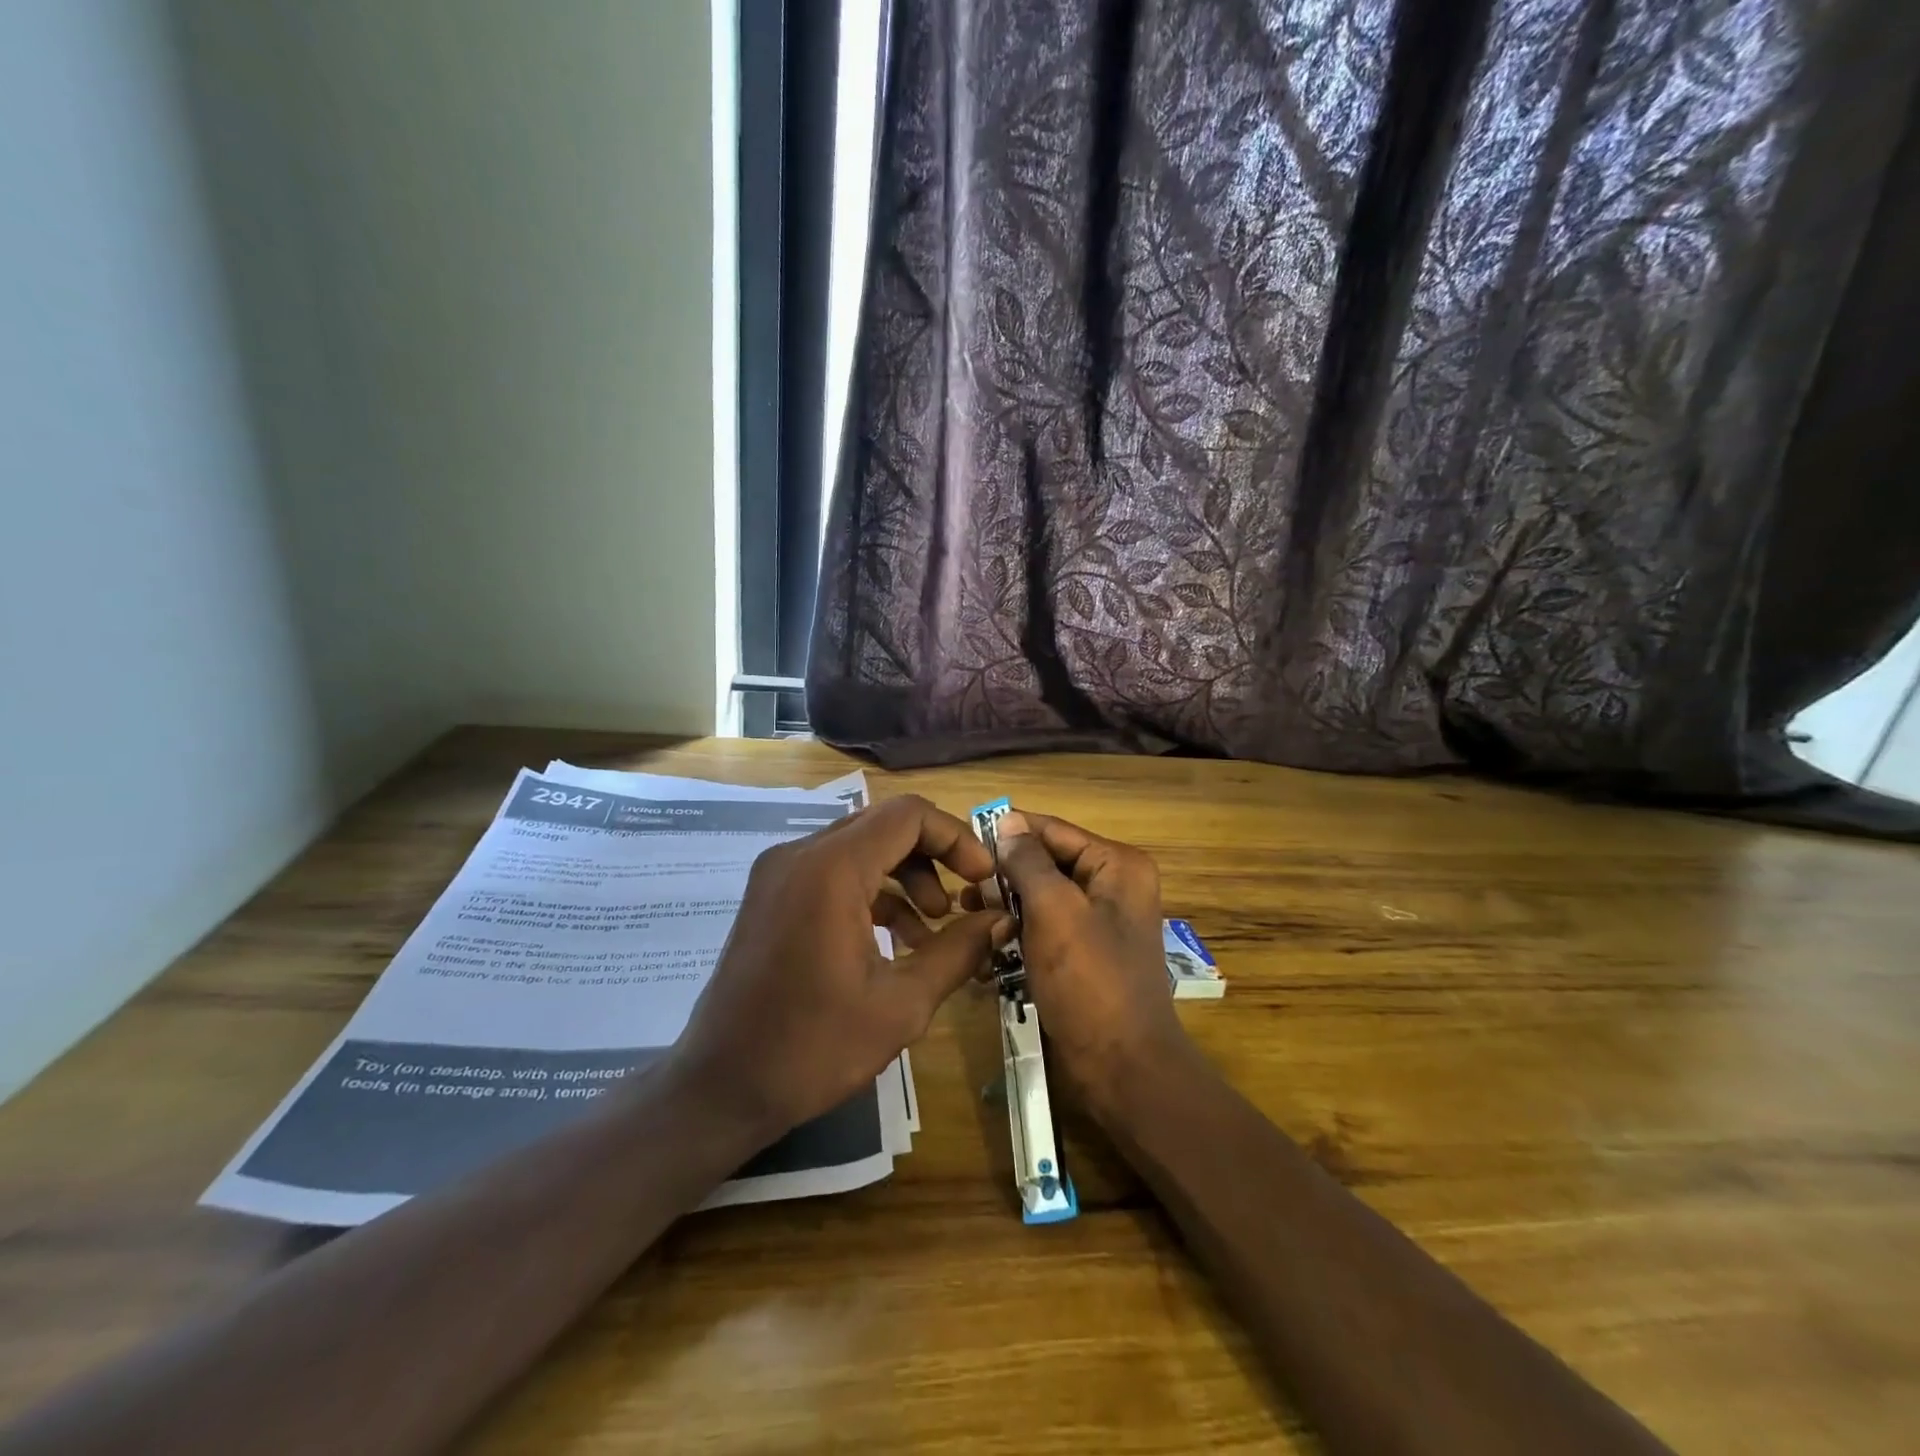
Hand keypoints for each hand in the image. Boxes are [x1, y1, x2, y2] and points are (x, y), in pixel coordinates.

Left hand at [667, 794, 1006, 1143]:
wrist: (720, 1088)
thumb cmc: (812, 1049)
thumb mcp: (901, 1004)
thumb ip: (958, 951)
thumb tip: (1000, 920)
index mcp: (831, 869)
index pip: (908, 815)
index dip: (955, 837)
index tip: (983, 877)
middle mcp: (800, 854)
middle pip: (884, 825)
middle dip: (934, 857)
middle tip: (967, 898)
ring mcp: (780, 873)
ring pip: (861, 847)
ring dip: (906, 876)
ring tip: (937, 926)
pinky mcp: (773, 895)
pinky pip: (835, 872)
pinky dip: (874, 893)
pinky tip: (900, 940)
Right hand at [976, 811, 1193, 1122]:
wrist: (1121, 1067)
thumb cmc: (1089, 981)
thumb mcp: (1055, 911)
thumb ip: (1028, 862)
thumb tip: (1007, 821)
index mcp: (1117, 865)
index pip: (1053, 831)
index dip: (1008, 834)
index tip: (962, 844)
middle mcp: (1113, 885)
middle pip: (1046, 863)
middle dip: (1004, 877)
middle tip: (963, 895)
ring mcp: (1099, 922)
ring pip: (1041, 898)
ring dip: (1006, 909)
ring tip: (969, 920)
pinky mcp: (1084, 954)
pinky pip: (1045, 929)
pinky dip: (1018, 936)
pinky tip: (987, 951)